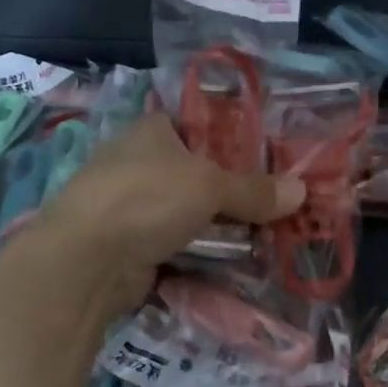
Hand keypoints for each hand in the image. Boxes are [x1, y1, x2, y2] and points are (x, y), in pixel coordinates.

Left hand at [5, 113, 305, 315]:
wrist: (85, 261)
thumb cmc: (146, 199)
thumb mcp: (210, 186)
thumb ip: (254, 190)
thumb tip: (302, 191)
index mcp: (151, 131)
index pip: (198, 125)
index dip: (233, 138)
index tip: (268, 157)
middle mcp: (138, 162)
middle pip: (197, 171)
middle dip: (232, 188)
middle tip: (276, 199)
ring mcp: (130, 206)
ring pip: (187, 210)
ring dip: (218, 223)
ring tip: (265, 232)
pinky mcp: (129, 244)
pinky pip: (177, 242)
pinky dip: (200, 250)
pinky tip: (234, 258)